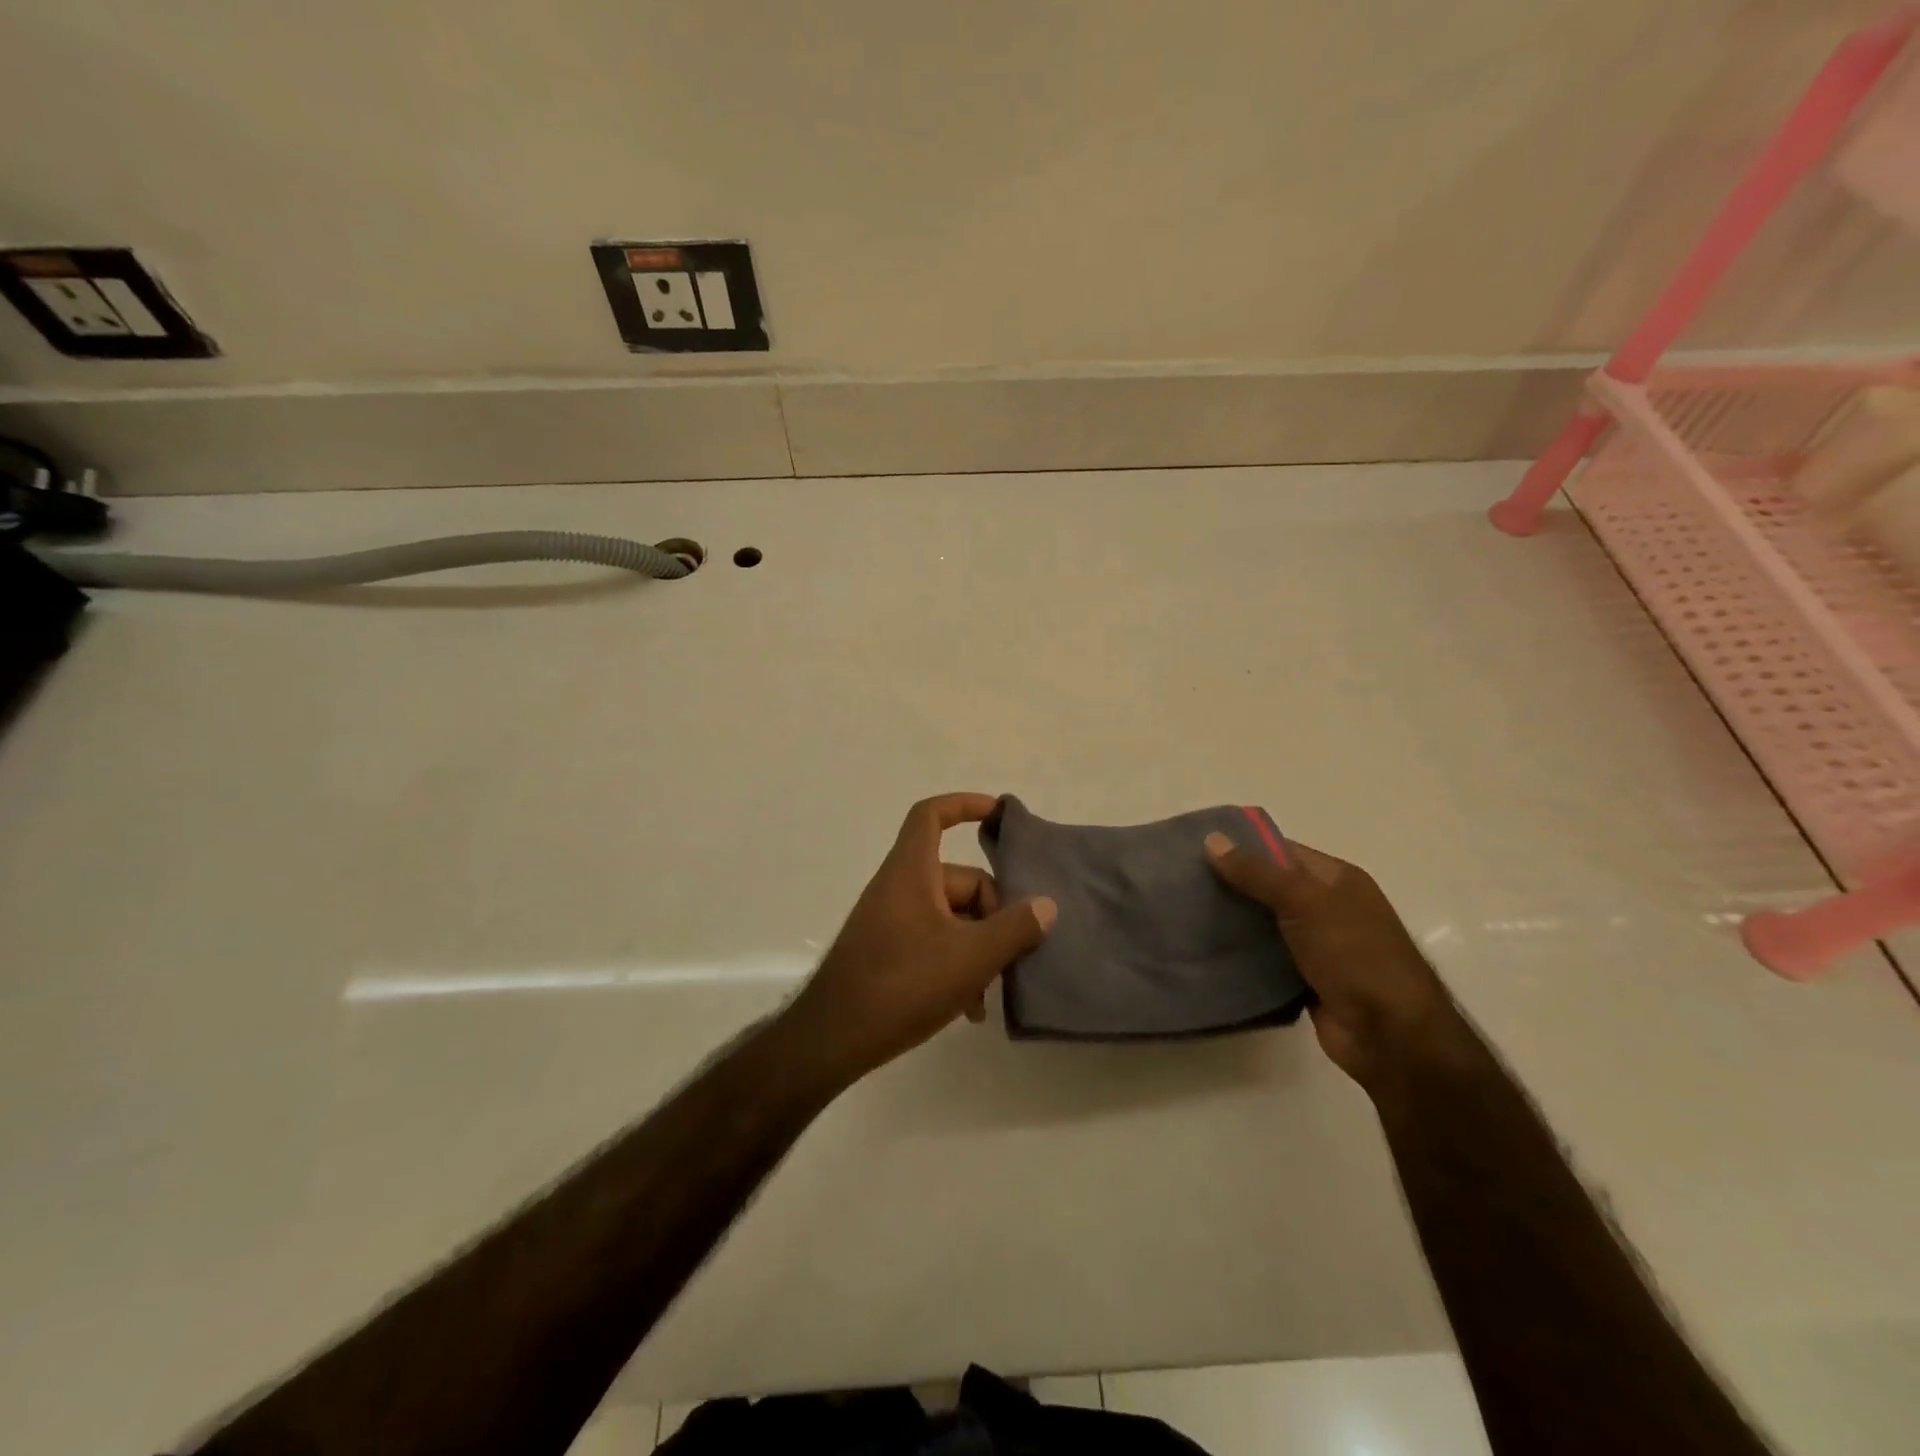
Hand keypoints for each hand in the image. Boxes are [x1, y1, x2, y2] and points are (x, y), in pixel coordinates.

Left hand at [782, 794, 1056, 1084]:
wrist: (833, 1037)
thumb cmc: (904, 983)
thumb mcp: (972, 957)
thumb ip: (1015, 928)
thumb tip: (1046, 906)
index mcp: (912, 871)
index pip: (932, 815)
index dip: (965, 804)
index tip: (999, 815)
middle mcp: (899, 887)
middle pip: (958, 880)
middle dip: (991, 913)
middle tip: (1012, 953)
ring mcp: (891, 920)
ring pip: (950, 917)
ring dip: (977, 948)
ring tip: (989, 993)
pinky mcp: (887, 951)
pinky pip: (932, 942)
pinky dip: (955, 965)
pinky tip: (969, 1007)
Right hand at [1204, 832, 1461, 1090]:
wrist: (1390, 1035)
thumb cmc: (1355, 955)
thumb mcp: (1305, 902)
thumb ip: (1257, 873)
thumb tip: (1211, 840)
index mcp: (1338, 880)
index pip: (1281, 851)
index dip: (1242, 847)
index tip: (1196, 848)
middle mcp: (1329, 907)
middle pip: (1270, 887)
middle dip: (1231, 884)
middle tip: (1181, 881)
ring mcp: (1318, 945)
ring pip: (1265, 923)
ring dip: (1233, 920)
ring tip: (1183, 912)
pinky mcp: (1305, 979)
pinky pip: (1265, 957)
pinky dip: (1242, 954)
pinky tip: (1207, 949)